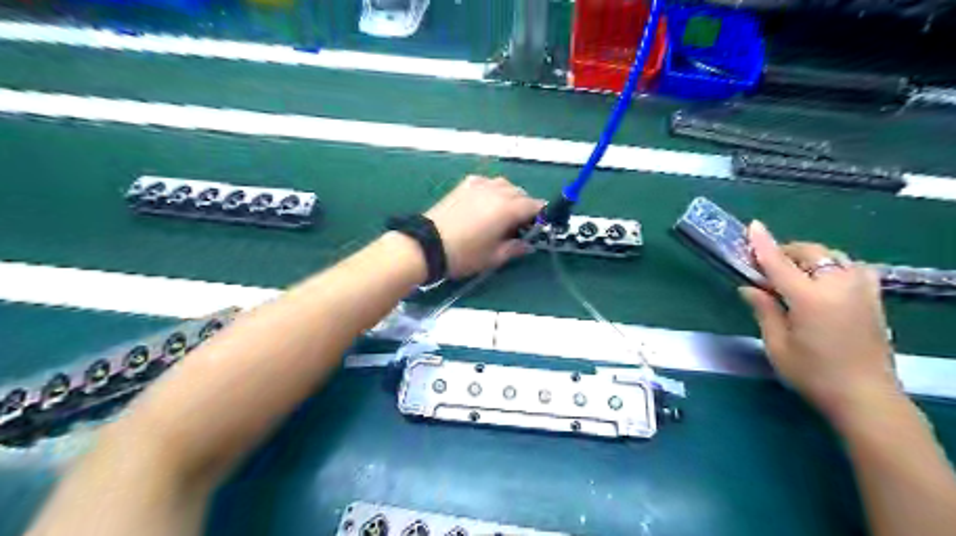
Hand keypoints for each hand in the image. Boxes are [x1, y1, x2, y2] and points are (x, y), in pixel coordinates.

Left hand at [425, 177, 545, 278]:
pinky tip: (486, 202)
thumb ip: (515, 248)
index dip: (540, 215)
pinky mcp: (464, 185)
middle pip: (521, 193)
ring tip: (503, 212)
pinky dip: (493, 189)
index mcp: (508, 209)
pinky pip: (487, 182)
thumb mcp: (493, 257)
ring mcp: (479, 185)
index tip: (538, 226)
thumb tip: (527, 244)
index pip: (534, 205)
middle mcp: (497, 191)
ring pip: (504, 184)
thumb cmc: (464, 254)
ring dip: (510, 196)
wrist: (427, 244)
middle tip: (519, 224)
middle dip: (525, 206)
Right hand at [737, 219, 904, 423]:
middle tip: (766, 266)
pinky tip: (826, 278)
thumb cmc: (813, 374)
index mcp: (810, 299)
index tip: (753, 226)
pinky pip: (854, 267)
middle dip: (786, 252)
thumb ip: (764, 310)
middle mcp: (838, 287)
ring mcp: (862, 291)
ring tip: (794, 272)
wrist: (865, 397)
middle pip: (810, 253)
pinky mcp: (874, 299)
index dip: (763, 244)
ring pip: (833, 256)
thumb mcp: (777, 345)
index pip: (779, 263)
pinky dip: (835, 265)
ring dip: (810, 257)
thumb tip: (749, 287)